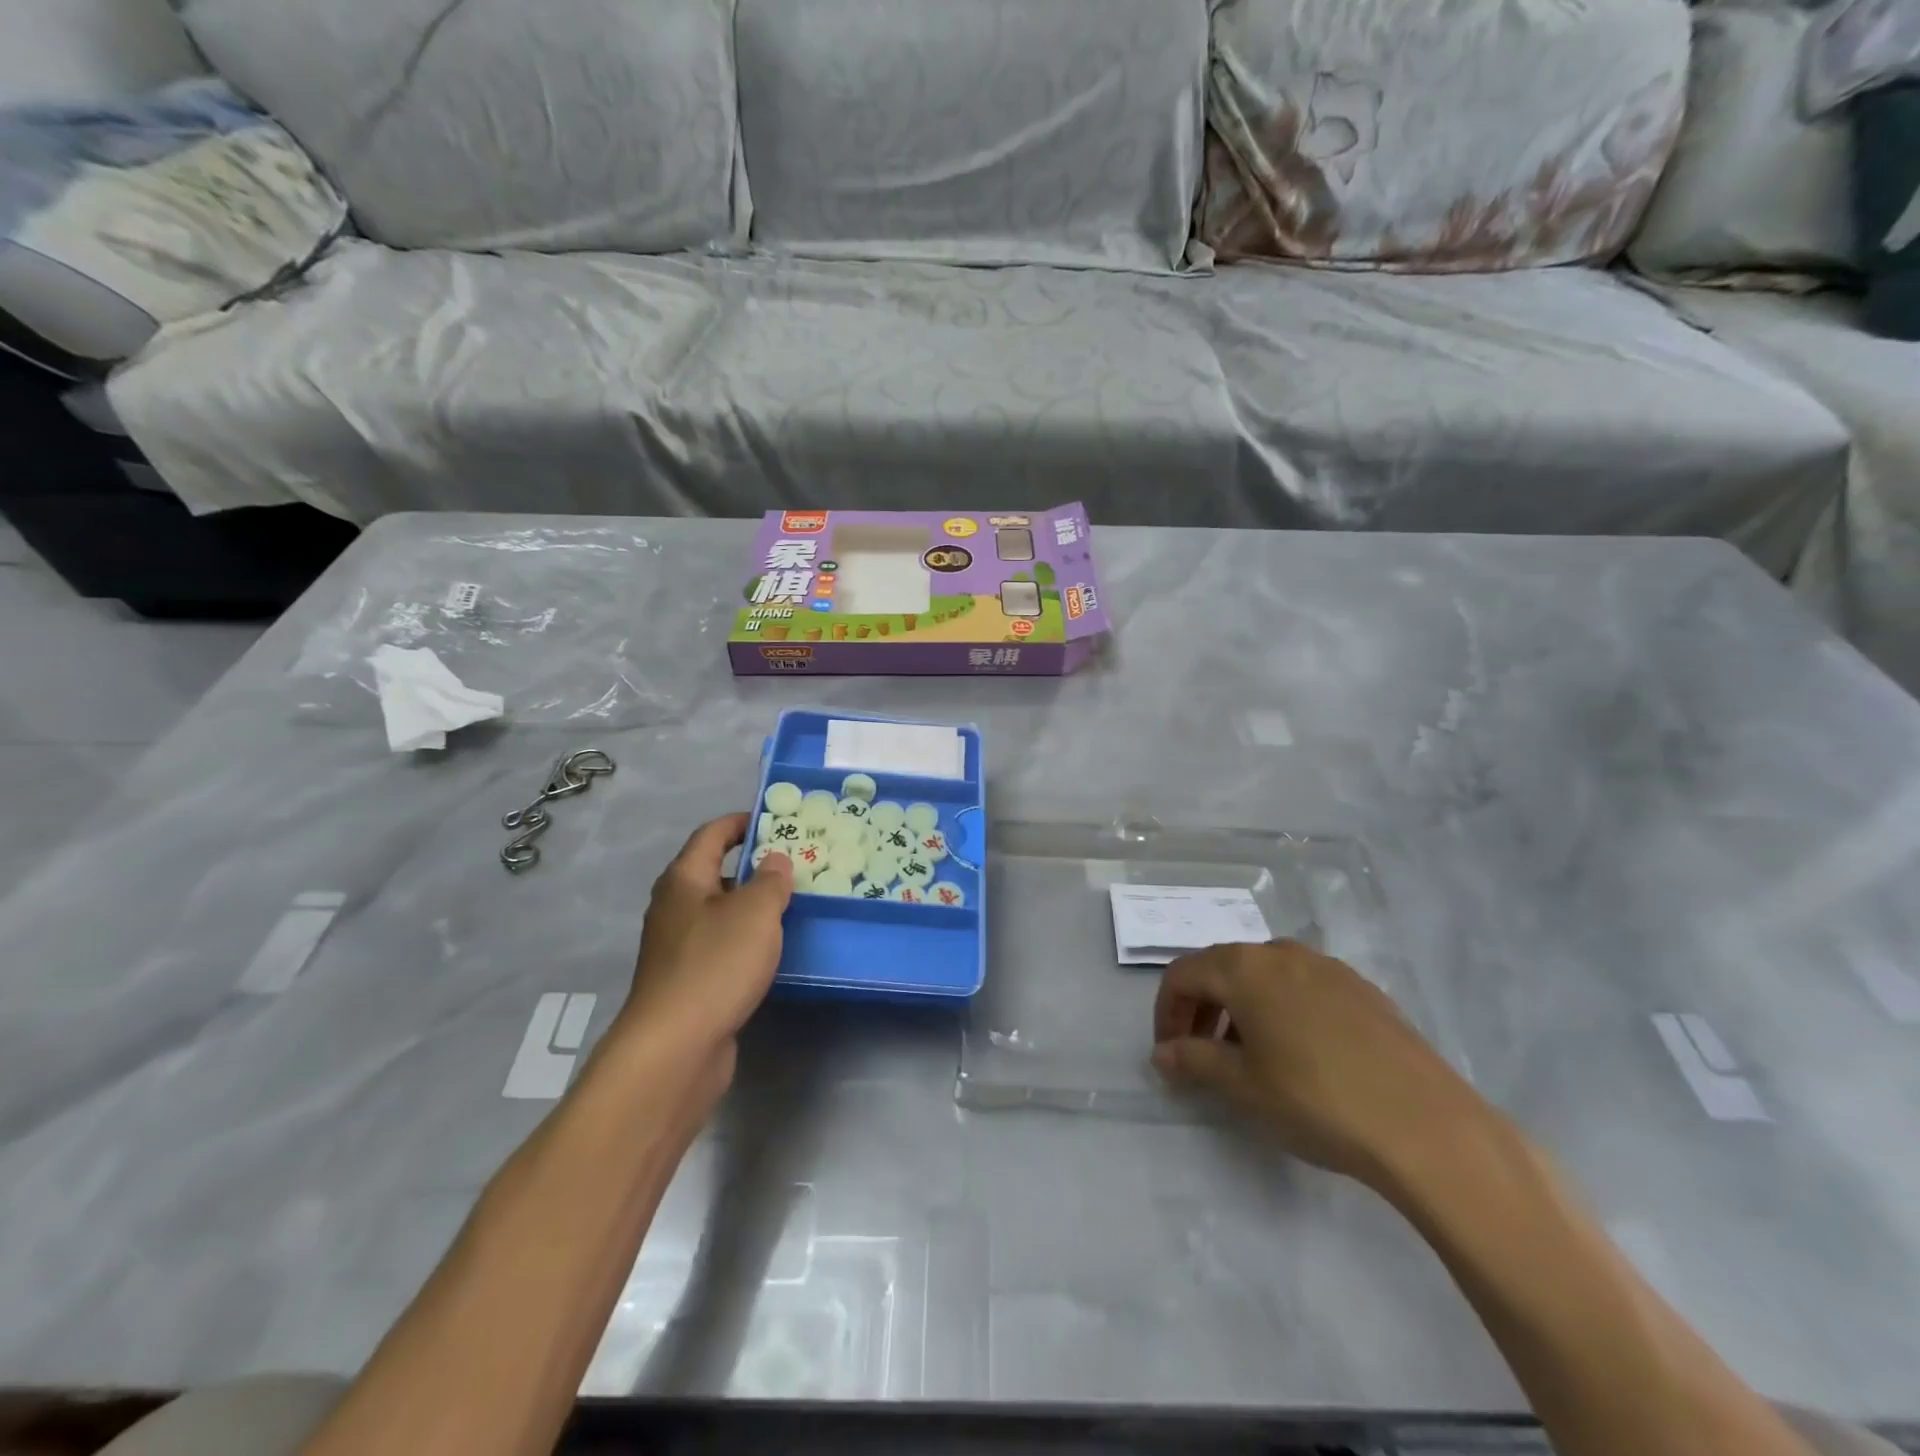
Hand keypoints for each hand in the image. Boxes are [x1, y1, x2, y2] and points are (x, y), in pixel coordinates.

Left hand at [620, 814, 793, 1066]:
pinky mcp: (687, 980)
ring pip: (721, 911)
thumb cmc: (716, 964)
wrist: (675, 1047)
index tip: (776, 819)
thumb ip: (771, 880)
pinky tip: (772, 950)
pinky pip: (721, 945)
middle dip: (754, 865)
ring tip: (793, 904)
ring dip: (753, 905)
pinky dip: (746, 939)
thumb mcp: (755, 912)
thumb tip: (775, 859)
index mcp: (684, 880)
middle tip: (797, 864)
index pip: (712, 835)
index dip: (742, 822)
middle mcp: (675, 907)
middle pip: (715, 872)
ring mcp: (678, 946)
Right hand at [1152, 940, 1490, 1187]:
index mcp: (1244, 967)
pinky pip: (1303, 987)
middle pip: (1222, 969)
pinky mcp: (1363, 989)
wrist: (1426, 1126)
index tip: (1169, 1054)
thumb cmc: (1315, 1100)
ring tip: (1247, 1057)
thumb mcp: (1242, 1086)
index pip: (1183, 975)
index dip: (1166, 1012)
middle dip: (1201, 1009)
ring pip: (1264, 976)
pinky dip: (1281, 1009)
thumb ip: (1193, 1061)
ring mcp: (1328, 967)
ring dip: (1241, 1008)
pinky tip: (1299, 1054)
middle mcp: (1281, 953)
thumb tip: (1163, 1054)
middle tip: (1199, 1055)